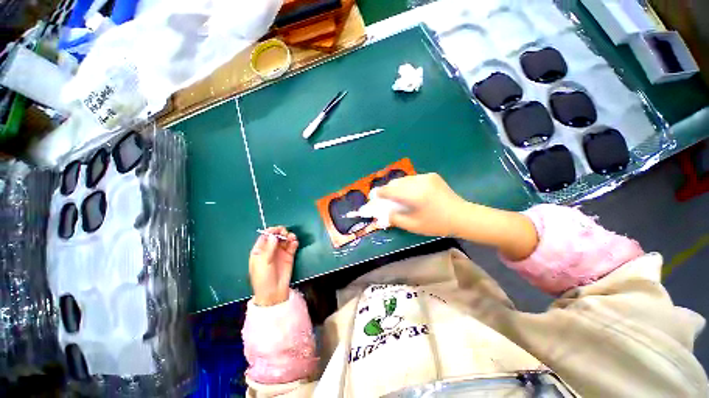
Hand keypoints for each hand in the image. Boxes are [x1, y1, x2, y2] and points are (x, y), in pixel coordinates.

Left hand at [249, 226, 298, 306]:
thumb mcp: (263, 263)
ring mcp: (280, 252)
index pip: (265, 236)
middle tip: (286, 234)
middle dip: (282, 233)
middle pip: (276, 236)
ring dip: (289, 237)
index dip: (271, 231)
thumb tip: (274, 235)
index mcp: (260, 250)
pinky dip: (294, 243)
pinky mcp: (289, 256)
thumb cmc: (263, 278)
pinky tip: (295, 243)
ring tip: (292, 238)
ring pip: (285, 240)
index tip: (279, 229)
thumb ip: (269, 248)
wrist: (274, 293)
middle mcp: (270, 249)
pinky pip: (292, 246)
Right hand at [377, 173, 467, 236]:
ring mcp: (426, 177)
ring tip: (397, 195)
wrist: (462, 216)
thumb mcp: (413, 226)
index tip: (374, 196)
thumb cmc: (437, 224)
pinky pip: (413, 179)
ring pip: (404, 179)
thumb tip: (383, 213)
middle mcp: (418, 182)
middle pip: (395, 182)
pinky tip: (411, 193)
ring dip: (397, 186)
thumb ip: (395, 218)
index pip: (390, 190)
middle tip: (385, 198)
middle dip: (388, 189)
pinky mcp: (431, 175)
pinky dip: (407, 185)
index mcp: (413, 195)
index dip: (380, 193)